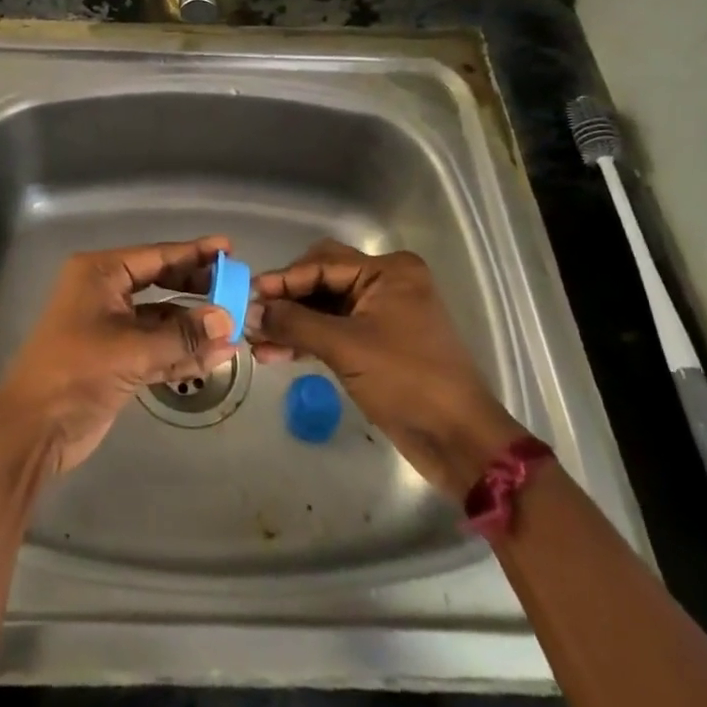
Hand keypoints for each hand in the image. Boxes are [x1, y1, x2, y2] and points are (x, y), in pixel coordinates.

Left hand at [0, 236, 239, 475]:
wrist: (35, 428)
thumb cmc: (77, 371)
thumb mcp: (132, 350)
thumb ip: (182, 336)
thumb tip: (228, 320)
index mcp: (100, 274)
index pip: (155, 256)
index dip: (193, 253)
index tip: (227, 248)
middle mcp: (106, 293)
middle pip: (161, 284)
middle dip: (197, 290)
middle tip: (236, 288)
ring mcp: (112, 328)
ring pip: (162, 320)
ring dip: (194, 328)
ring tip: (236, 329)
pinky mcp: (118, 359)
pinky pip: (157, 348)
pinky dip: (182, 353)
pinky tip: (216, 357)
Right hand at [249, 240, 524, 490]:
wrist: (460, 442)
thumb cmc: (407, 382)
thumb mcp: (346, 347)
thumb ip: (295, 323)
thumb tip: (250, 311)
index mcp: (388, 271)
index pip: (322, 263)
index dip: (283, 279)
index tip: (247, 294)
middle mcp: (385, 284)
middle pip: (322, 281)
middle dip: (286, 300)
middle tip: (251, 317)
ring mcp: (382, 314)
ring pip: (324, 308)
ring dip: (292, 324)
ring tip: (256, 343)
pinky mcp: (377, 344)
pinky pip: (334, 331)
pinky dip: (308, 340)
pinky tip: (276, 353)